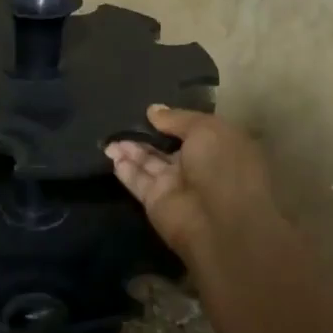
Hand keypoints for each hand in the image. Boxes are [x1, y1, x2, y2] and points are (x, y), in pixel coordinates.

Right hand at [105, 105, 283, 262]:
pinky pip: (138, 181)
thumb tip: (153, 110)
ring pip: (148, 163)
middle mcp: (198, 166)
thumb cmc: (223, 166)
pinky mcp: (156, 202)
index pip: (192, 130)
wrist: (220, 222)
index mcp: (219, 147)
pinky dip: (125, 168)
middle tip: (121, 120)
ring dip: (129, 149)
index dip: (172, 120)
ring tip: (109, 136)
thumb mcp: (206, 129)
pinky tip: (110, 153)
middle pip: (166, 147)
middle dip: (146, 135)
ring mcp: (176, 185)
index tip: (150, 111)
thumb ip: (177, 119)